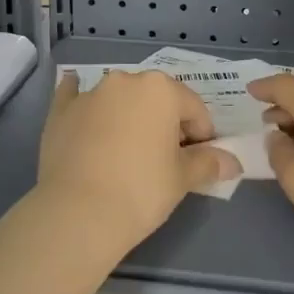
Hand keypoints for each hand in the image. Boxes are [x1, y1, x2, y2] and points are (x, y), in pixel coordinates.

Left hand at [37, 70, 238, 253]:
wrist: (77, 213)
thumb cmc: (141, 191)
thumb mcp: (183, 179)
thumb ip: (209, 163)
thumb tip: (233, 162)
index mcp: (161, 89)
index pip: (194, 109)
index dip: (202, 136)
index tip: (199, 162)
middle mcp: (125, 81)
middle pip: (156, 99)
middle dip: (165, 122)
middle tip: (165, 159)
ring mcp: (90, 93)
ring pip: (119, 98)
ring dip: (128, 114)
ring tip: (127, 151)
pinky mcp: (60, 110)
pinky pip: (75, 97)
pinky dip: (82, 102)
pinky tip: (81, 108)